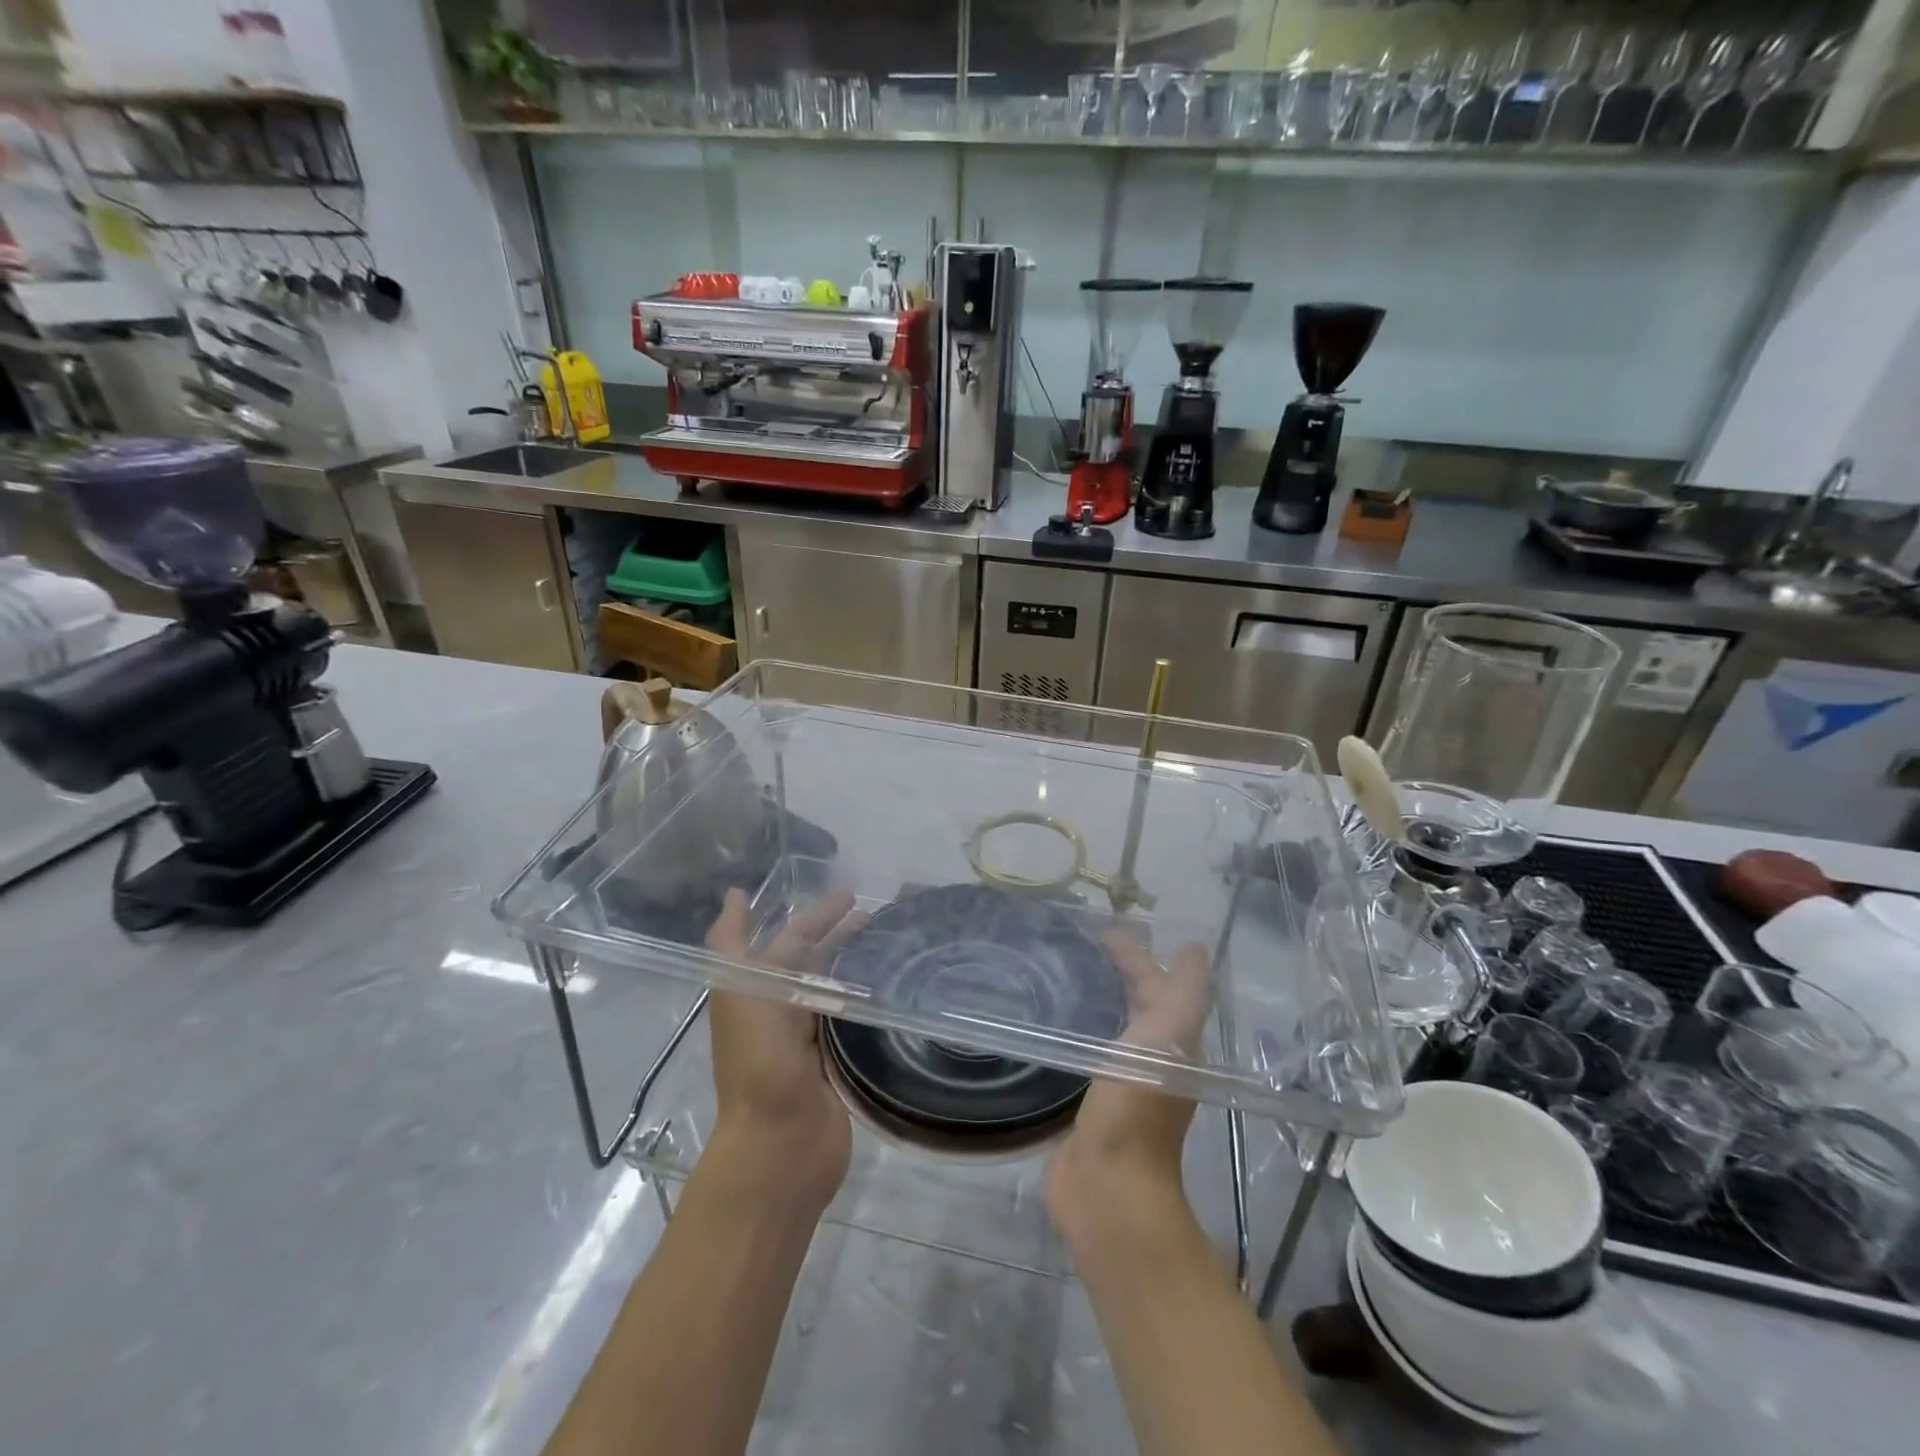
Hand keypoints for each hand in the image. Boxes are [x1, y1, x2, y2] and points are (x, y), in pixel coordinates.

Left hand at [703, 887, 866, 1210]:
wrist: (780, 1144)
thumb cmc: (759, 1060)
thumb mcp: (739, 991)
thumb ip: (733, 943)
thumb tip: (736, 894)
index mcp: (753, 991)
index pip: (786, 938)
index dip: (808, 914)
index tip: (842, 891)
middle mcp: (779, 1009)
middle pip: (810, 960)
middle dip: (834, 931)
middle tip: (869, 907)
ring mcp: (808, 1038)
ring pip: (831, 986)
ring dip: (852, 960)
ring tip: (885, 936)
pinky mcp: (835, 1062)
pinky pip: (849, 1019)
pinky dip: (865, 996)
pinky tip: (889, 983)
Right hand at [1046, 927, 1212, 1238]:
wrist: (1108, 1185)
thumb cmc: (1137, 1105)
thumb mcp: (1168, 1037)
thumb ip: (1184, 993)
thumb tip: (1196, 948)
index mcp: (1172, 1041)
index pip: (1157, 983)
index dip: (1137, 954)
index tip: (1104, 929)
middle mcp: (1151, 1058)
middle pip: (1137, 1003)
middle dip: (1119, 972)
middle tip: (1081, 944)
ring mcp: (1120, 1081)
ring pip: (1112, 1026)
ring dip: (1098, 1000)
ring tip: (1066, 973)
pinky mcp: (1090, 1100)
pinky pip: (1086, 1052)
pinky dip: (1076, 1031)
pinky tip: (1052, 1023)